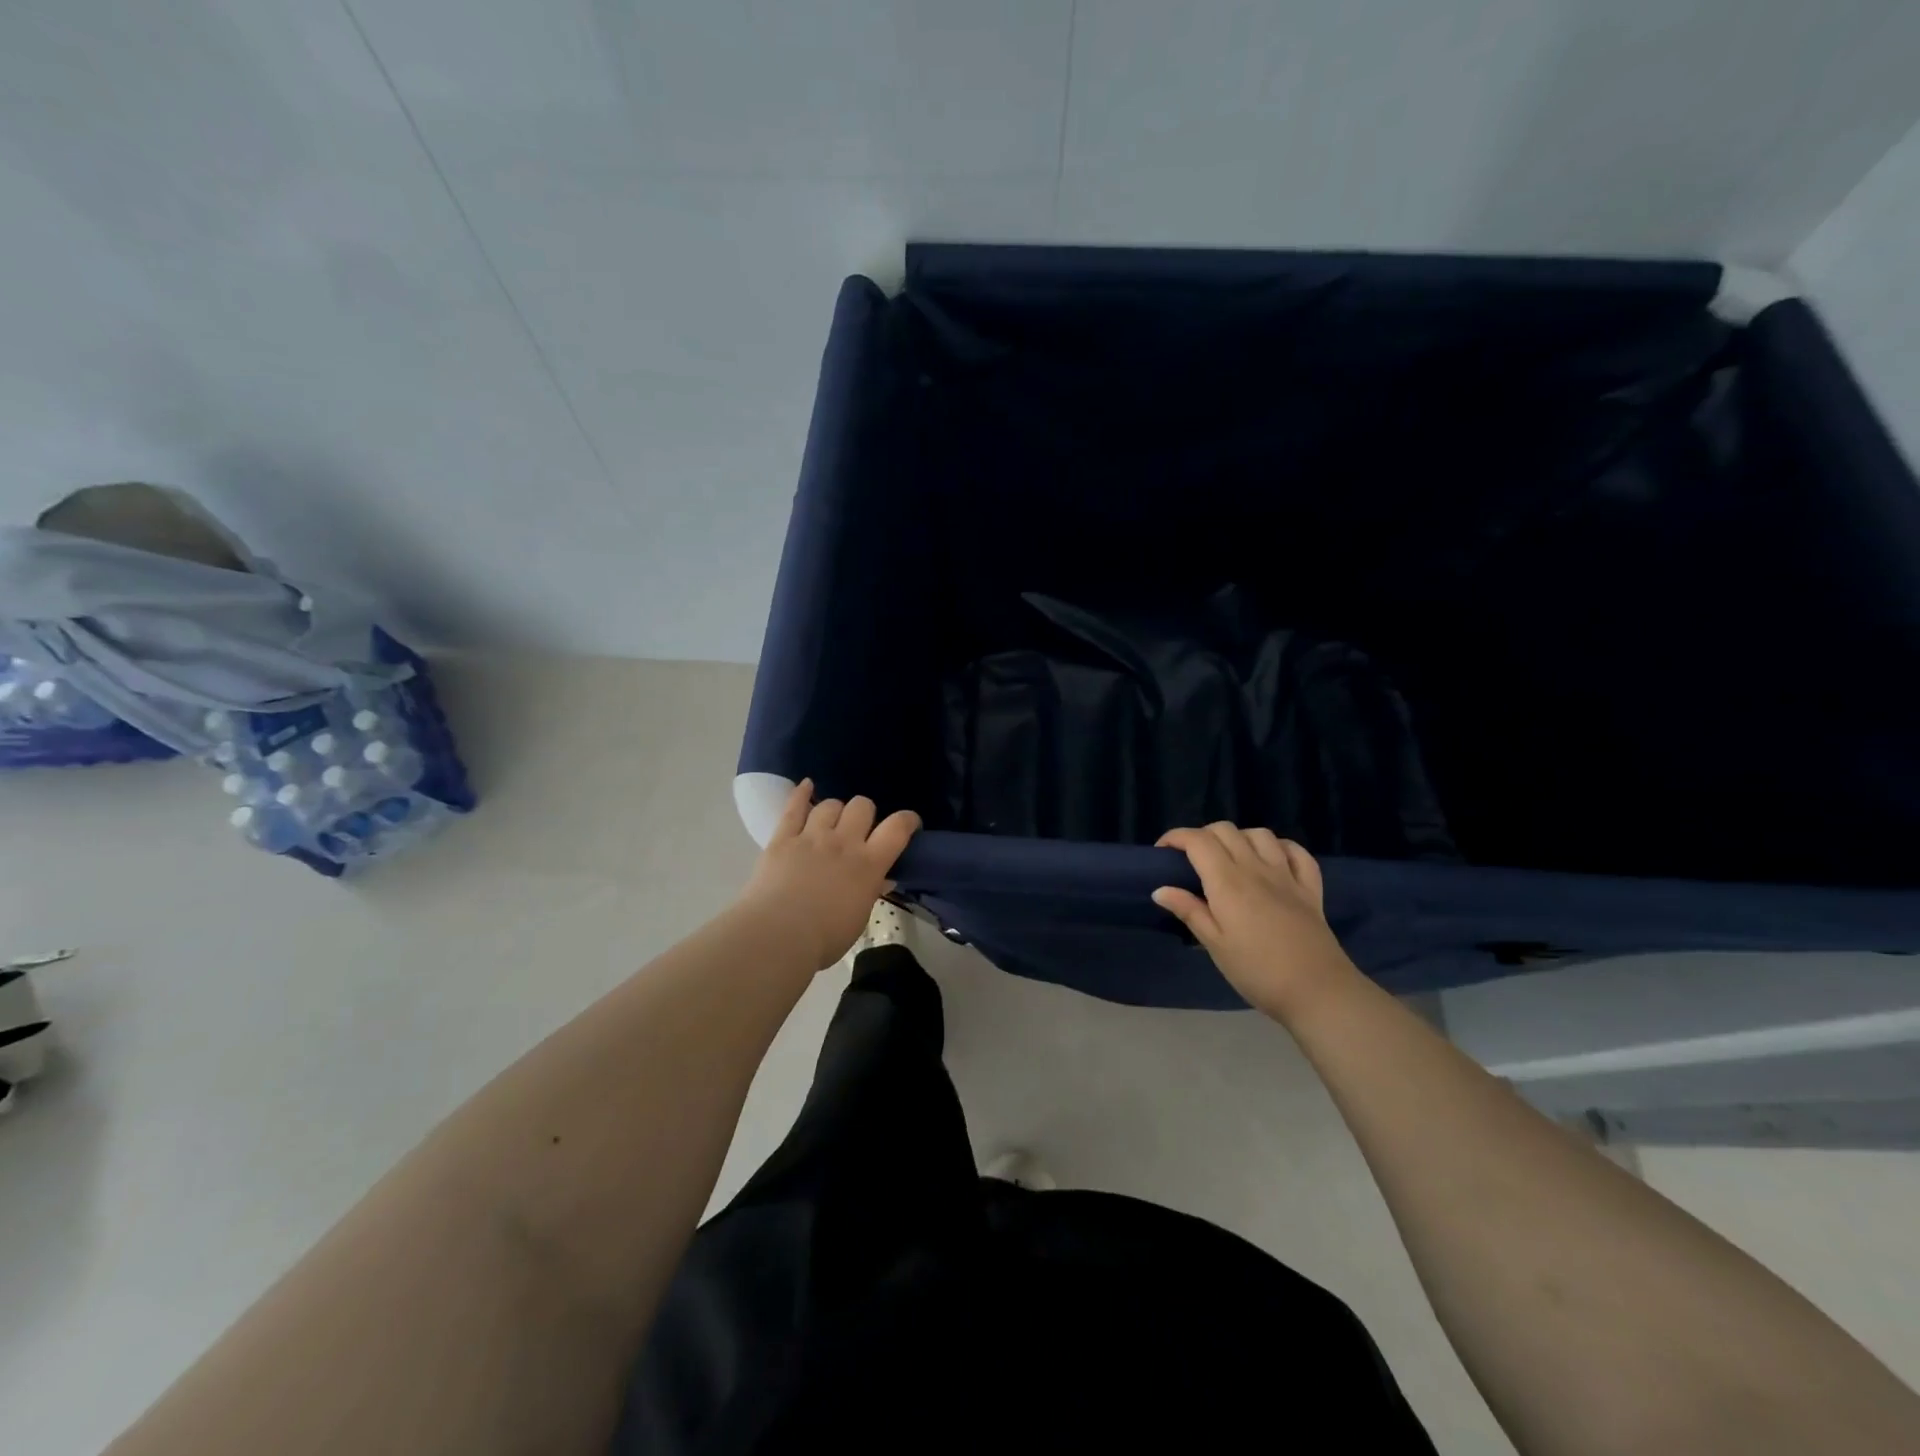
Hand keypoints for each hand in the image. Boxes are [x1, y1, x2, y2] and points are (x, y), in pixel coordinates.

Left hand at [737, 779, 920, 969]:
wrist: (778, 936)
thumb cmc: (824, 937)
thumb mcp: (859, 918)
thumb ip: (870, 891)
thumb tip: (881, 878)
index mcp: (869, 864)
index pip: (897, 828)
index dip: (907, 820)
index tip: (909, 824)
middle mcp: (843, 842)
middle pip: (862, 806)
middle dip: (865, 814)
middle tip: (860, 830)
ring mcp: (811, 836)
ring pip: (830, 804)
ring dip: (835, 810)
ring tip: (831, 822)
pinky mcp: (783, 838)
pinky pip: (793, 808)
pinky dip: (801, 793)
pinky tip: (807, 785)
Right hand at [1152, 823, 1361, 1022]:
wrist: (1318, 992)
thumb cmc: (1257, 971)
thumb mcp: (1215, 945)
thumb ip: (1189, 911)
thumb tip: (1160, 889)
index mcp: (1227, 882)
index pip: (1197, 841)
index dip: (1176, 837)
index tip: (1162, 852)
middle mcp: (1256, 868)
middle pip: (1225, 830)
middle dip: (1202, 836)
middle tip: (1191, 860)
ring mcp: (1287, 876)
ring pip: (1260, 834)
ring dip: (1239, 838)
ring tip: (1230, 858)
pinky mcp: (1310, 888)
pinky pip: (1297, 852)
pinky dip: (1280, 847)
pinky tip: (1272, 860)